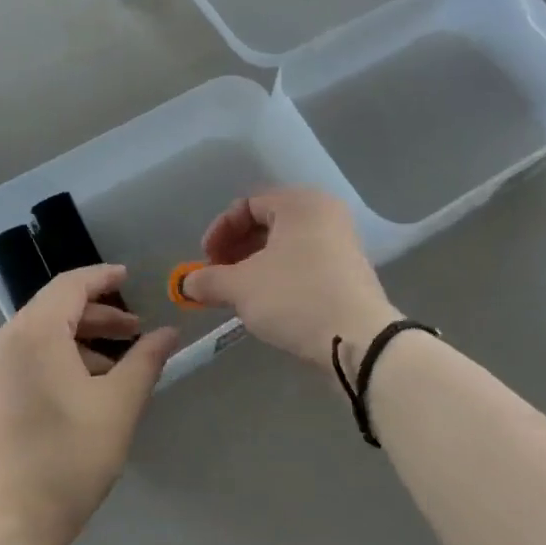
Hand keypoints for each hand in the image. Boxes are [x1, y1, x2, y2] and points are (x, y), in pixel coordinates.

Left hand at [0, 266, 178, 544]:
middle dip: (98, 317)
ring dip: (78, 342)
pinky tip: (81, 391)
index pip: (71, 285)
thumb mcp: (117, 408)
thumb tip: (167, 333)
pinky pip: (23, 358)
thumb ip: (145, 361)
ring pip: (39, 336)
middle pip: (54, 309)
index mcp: (32, 332)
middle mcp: (1, 339)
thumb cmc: (63, 462)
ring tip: (115, 369)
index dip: (103, 278)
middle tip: (136, 332)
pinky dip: (55, 360)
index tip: (131, 279)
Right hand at [180, 188, 397, 364]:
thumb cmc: (295, 298)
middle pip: (268, 223)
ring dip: (256, 266)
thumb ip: (208, 280)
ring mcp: (342, 243)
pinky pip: (305, 264)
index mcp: (301, 203)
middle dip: (236, 250)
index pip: (248, 205)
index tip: (205, 261)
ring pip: (286, 246)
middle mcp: (325, 214)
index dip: (220, 231)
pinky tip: (267, 304)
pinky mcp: (349, 273)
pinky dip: (280, 277)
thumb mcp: (241, 287)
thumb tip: (186, 284)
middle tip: (218, 277)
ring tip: (238, 294)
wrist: (359, 341)